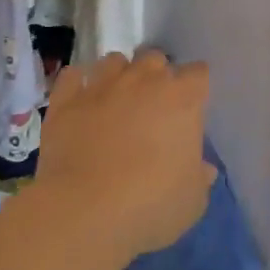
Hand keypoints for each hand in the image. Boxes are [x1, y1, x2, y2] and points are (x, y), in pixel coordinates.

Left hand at [36, 51, 217, 263]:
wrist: (84, 210)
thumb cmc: (150, 204)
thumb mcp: (193, 200)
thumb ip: (200, 177)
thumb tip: (202, 168)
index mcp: (182, 98)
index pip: (198, 73)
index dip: (195, 89)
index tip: (191, 108)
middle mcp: (143, 79)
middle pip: (156, 59)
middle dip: (156, 77)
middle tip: (153, 107)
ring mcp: (102, 84)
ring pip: (115, 61)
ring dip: (120, 75)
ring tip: (116, 100)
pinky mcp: (66, 98)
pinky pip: (73, 76)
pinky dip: (78, 83)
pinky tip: (81, 100)